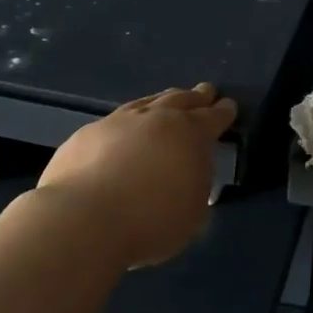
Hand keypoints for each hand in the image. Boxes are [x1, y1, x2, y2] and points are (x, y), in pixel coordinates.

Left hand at [37, 85, 235, 268]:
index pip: (213, 118)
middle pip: (180, 101)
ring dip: (160, 102)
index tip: (228, 105)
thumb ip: (196, 189)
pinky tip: (121, 133)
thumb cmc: (152, 221)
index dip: (222, 112)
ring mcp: (117, 123)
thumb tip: (188, 180)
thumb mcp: (193, 214)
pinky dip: (124, 125)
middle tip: (204, 92)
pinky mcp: (85, 135)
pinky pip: (113, 123)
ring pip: (145, 104)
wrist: (84, 219)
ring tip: (165, 102)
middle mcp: (156, 119)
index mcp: (191, 135)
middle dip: (195, 98)